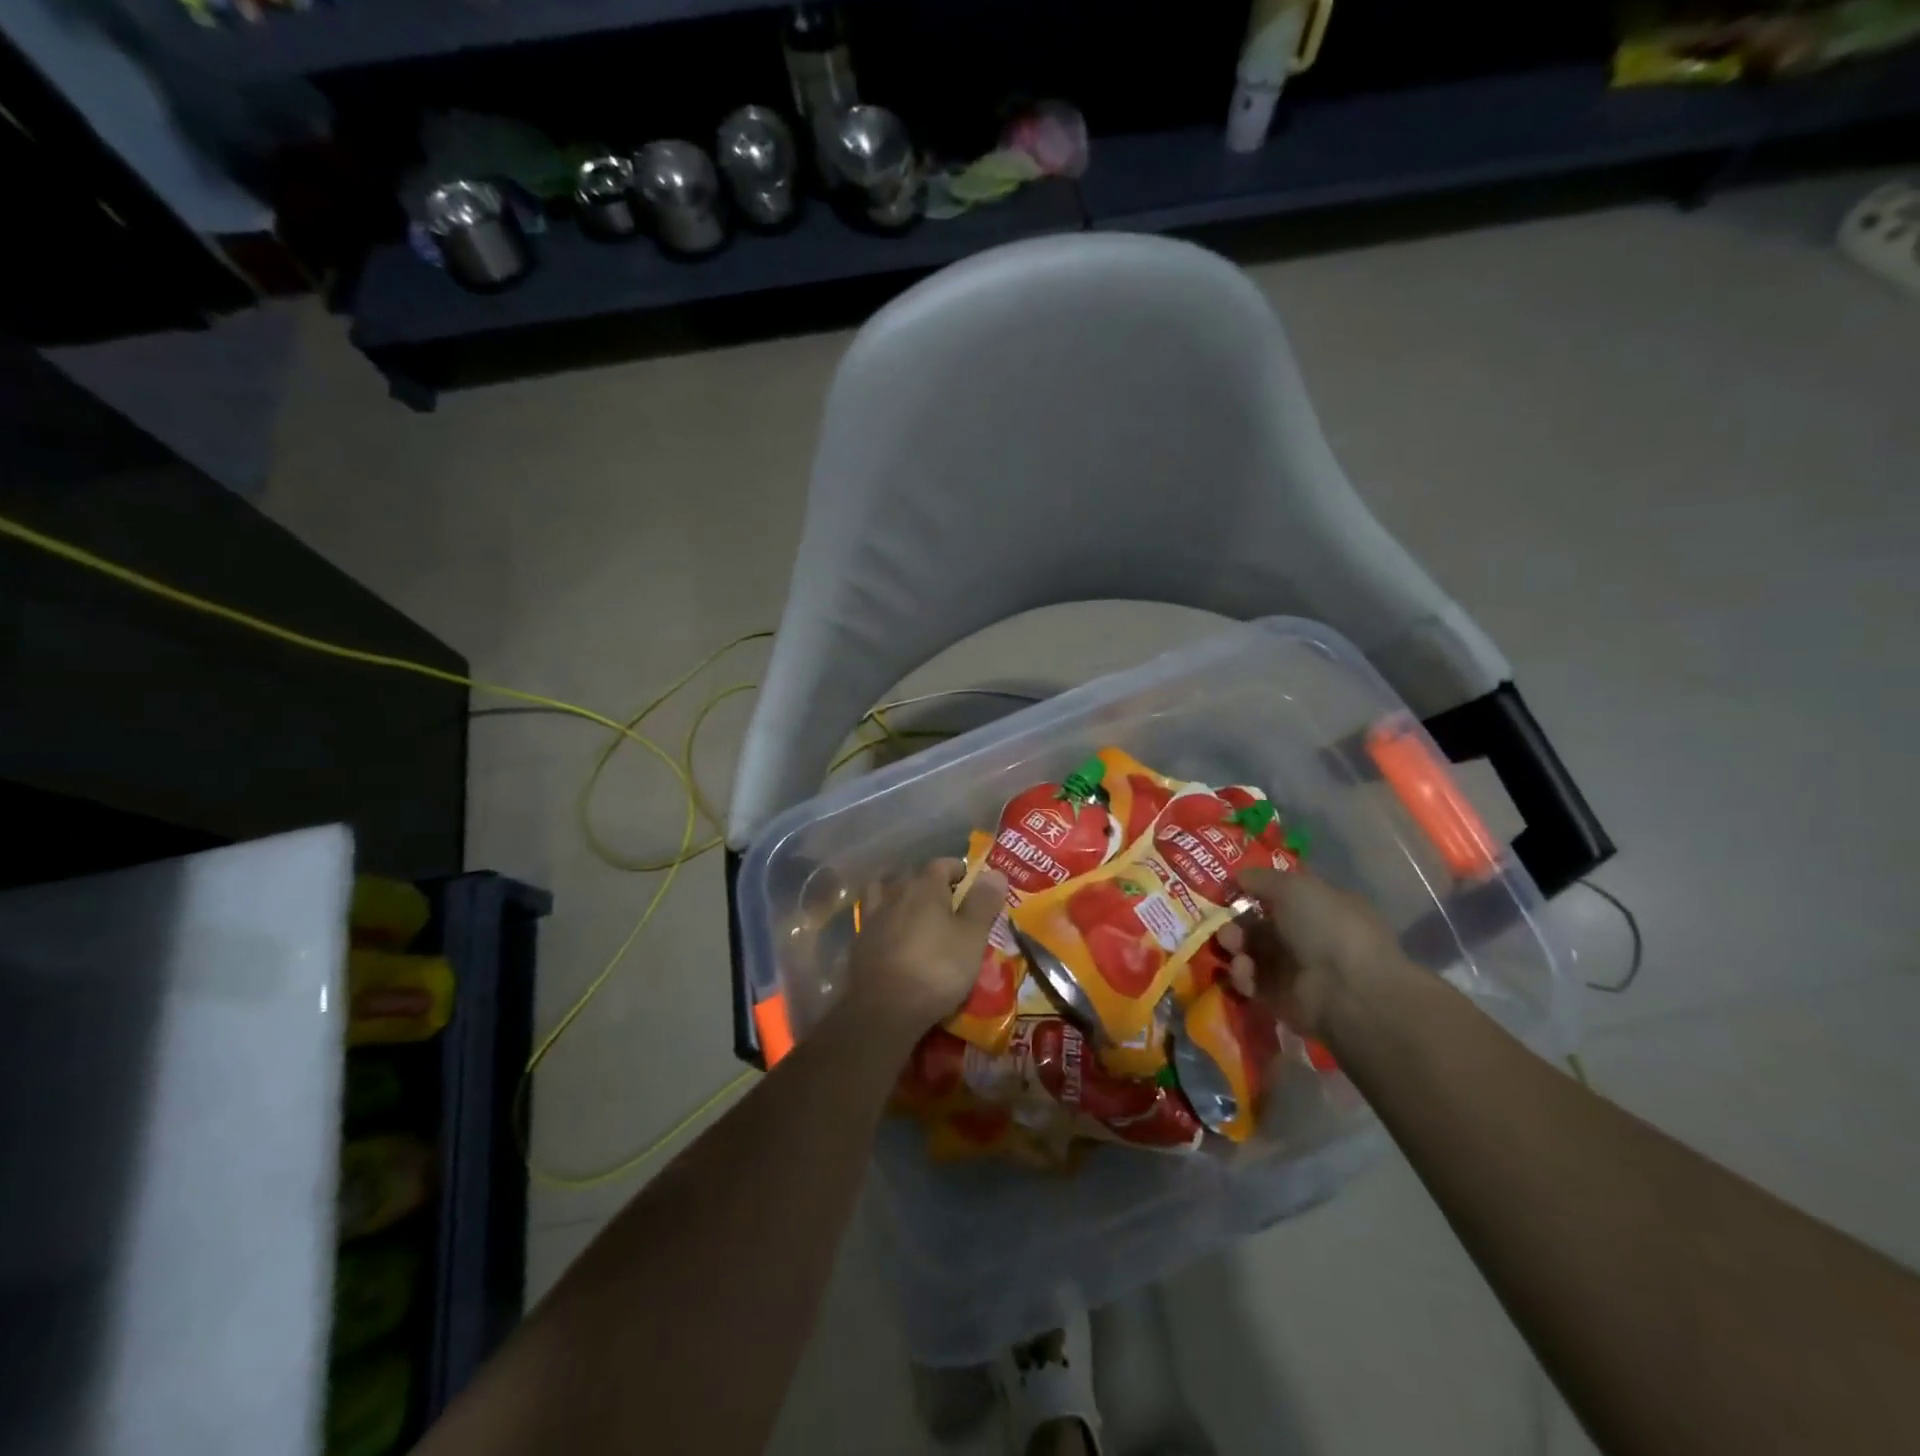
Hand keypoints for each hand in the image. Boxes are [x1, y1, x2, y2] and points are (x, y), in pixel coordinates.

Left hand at [848, 859, 1006, 1031]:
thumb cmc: (937, 969)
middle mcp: (896, 892)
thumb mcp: (972, 938)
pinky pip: (874, 918)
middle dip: (931, 882)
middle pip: (914, 876)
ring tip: (913, 910)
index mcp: (925, 886)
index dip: (959, 870)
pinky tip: (890, 933)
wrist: (884, 1009)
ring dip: (900, 895)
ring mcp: (873, 916)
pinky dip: (884, 919)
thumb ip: (983, 903)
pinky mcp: (859, 941)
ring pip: (886, 892)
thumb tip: (996, 872)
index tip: (972, 883)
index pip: (943, 864)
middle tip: (948, 901)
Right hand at [1217, 866, 1412, 1036]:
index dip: (1254, 890)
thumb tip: (1239, 877)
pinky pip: (1251, 982)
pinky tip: (1245, 969)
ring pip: (1251, 952)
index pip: (1282, 895)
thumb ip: (1262, 878)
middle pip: (1260, 925)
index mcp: (1322, 907)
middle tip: (1223, 921)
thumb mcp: (1294, 887)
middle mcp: (1309, 937)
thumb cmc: (1328, 927)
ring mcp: (1295, 970)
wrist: (1349, 991)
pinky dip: (1243, 975)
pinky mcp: (1280, 1000)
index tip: (1228, 888)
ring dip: (1235, 945)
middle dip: (1237, 920)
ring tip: (1230, 944)